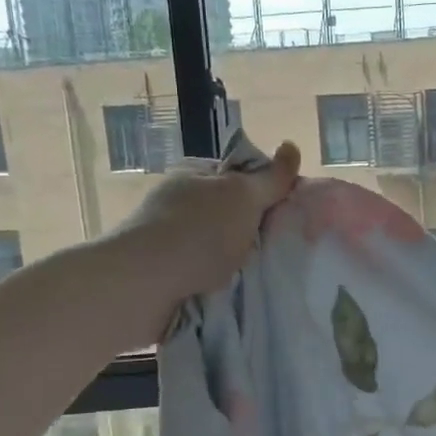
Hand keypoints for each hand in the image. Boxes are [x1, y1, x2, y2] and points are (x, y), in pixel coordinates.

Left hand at [118, 140, 301, 303]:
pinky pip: (201, 271)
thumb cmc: (198, 230)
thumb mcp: (243, 196)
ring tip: (256, 274)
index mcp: (194, 174)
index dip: (265, 191)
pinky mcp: (161, 271)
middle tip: (275, 247)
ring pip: (215, 244)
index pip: (238, 174)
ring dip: (233, 258)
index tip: (283, 214)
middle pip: (228, 211)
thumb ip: (270, 178)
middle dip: (251, 228)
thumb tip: (292, 146)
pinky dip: (216, 280)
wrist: (144, 283)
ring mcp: (166, 237)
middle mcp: (177, 201)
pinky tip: (230, 289)